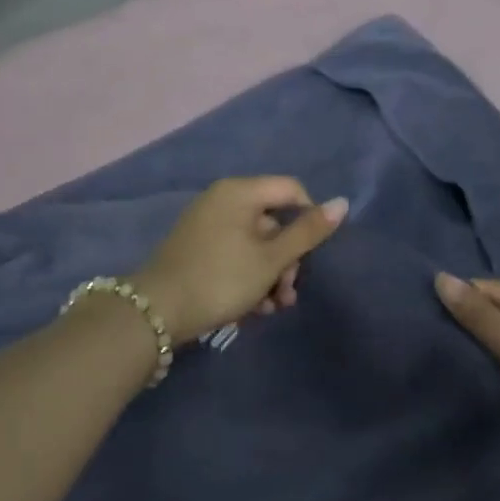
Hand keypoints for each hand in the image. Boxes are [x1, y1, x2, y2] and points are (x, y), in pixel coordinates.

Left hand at [128, 178, 348, 345]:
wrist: (157, 311)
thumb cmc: (221, 278)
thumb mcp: (271, 258)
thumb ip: (307, 232)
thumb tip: (342, 203)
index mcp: (240, 191)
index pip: (291, 189)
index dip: (310, 218)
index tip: (312, 255)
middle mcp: (223, 199)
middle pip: (273, 220)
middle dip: (287, 259)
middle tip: (287, 293)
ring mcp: (207, 223)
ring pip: (255, 242)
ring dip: (270, 275)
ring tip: (272, 309)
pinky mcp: (197, 247)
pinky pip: (235, 253)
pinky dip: (248, 276)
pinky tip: (252, 308)